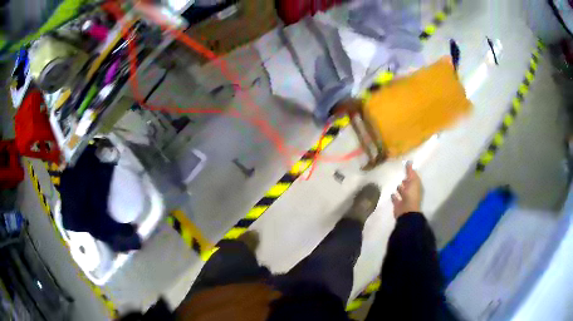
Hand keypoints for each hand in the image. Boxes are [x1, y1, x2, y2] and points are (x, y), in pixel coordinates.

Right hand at [391, 162, 422, 218]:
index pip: (414, 179)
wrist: (406, 211)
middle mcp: (411, 192)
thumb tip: (409, 161)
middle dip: (406, 181)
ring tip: (396, 183)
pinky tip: (391, 193)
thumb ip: (410, 172)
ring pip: (402, 191)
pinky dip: (394, 196)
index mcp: (416, 187)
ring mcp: (404, 199)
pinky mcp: (398, 204)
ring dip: (400, 188)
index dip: (411, 174)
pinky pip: (395, 198)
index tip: (407, 168)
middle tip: (401, 176)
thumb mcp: (413, 181)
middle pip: (408, 185)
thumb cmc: (411, 195)